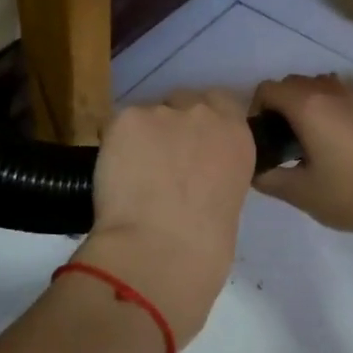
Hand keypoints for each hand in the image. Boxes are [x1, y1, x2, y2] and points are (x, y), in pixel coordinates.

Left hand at [75, 89, 254, 345]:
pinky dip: (114, 146)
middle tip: (160, 162)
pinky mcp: (127, 119)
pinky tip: (114, 174)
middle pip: (183, 102)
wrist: (161, 250)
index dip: (203, 123)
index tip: (192, 145)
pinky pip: (118, 127)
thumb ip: (216, 174)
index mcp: (238, 136)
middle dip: (172, 126)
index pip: (222, 102)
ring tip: (132, 175)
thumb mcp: (229, 200)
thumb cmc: (205, 246)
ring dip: (142, 138)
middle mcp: (204, 114)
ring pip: (148, 115)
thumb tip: (194, 179)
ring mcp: (163, 113)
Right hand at [249, 75, 352, 241]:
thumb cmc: (348, 195)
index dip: (254, 111)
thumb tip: (253, 169)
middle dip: (275, 105)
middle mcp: (327, 92)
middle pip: (289, 83)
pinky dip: (320, 106)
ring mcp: (351, 98)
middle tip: (275, 141)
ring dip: (299, 102)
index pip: (267, 90)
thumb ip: (267, 178)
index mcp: (307, 106)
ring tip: (299, 137)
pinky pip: (333, 94)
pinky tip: (324, 139)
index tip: (259, 139)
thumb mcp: (298, 192)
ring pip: (313, 86)